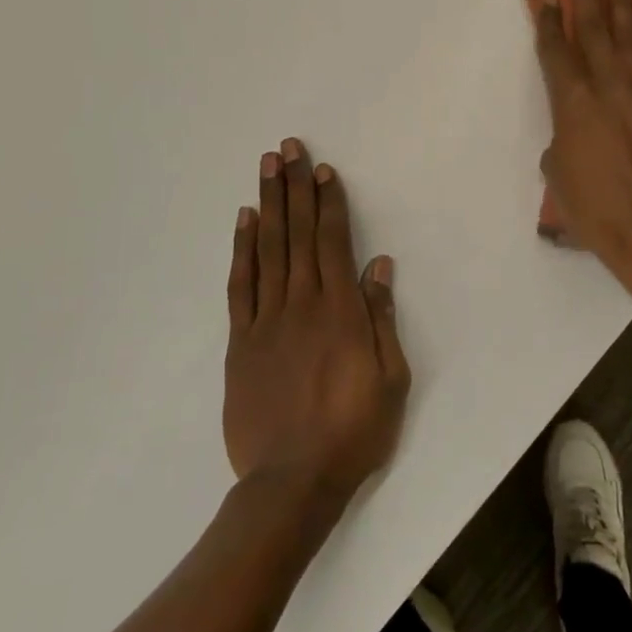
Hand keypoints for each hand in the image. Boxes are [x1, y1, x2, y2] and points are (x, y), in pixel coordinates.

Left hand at [224, 139, 408, 500]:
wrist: (292, 482)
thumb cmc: (353, 431)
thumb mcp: (391, 378)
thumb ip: (382, 319)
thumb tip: (378, 267)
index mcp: (340, 311)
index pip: (332, 242)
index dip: (328, 203)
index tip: (322, 170)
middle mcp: (302, 304)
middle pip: (297, 234)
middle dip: (294, 188)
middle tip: (287, 148)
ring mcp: (266, 321)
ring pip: (268, 250)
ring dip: (268, 205)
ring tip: (265, 168)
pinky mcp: (241, 342)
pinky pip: (241, 286)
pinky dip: (242, 250)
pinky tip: (244, 221)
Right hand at [532, 0, 631, 277]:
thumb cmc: (594, 208)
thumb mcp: (558, 173)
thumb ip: (560, 139)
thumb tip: (570, 130)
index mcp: (571, 102)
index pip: (555, 50)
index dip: (548, 21)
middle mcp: (606, 85)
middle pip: (594, 29)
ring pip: (629, 35)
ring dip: (624, 2)